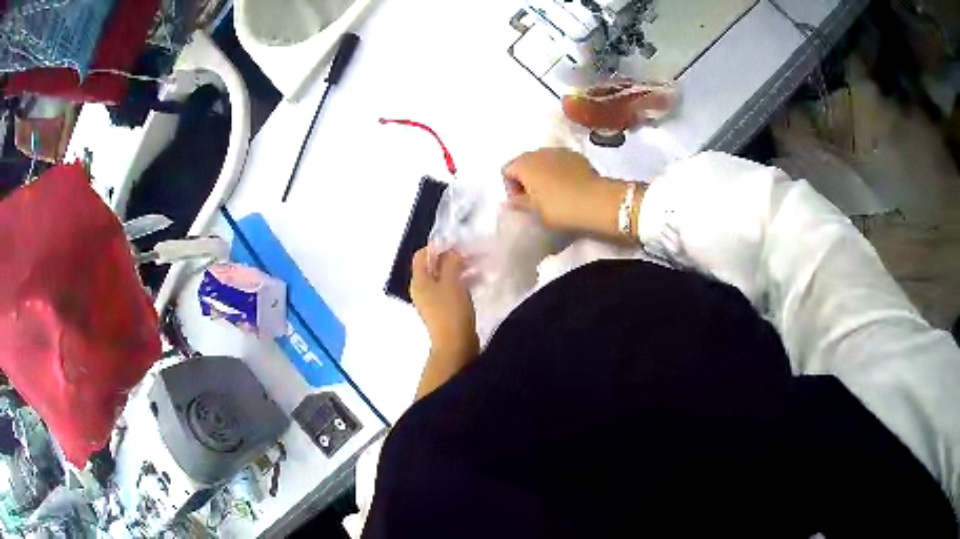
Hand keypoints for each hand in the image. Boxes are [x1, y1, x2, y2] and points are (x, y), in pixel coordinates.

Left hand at [410, 247, 477, 359]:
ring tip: (481, 266)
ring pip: (445, 278)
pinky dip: (463, 283)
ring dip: (461, 270)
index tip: (457, 244)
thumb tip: (452, 251)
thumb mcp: (452, 281)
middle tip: (473, 254)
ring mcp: (433, 302)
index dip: (438, 246)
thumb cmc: (451, 311)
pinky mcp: (445, 311)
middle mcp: (422, 290)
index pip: (422, 255)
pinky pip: (452, 291)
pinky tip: (479, 282)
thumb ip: (450, 262)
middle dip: (453, 258)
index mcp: (419, 281)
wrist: (455, 345)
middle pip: (434, 267)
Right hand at [503, 148, 628, 235]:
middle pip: (526, 163)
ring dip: (545, 175)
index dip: (511, 188)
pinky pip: (562, 163)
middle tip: (537, 201)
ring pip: (545, 162)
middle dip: (528, 180)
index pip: (507, 171)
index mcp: (523, 163)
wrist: (596, 202)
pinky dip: (561, 173)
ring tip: (555, 195)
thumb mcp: (534, 211)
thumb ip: (518, 203)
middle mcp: (539, 151)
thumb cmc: (559, 208)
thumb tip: (507, 202)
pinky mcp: (578, 156)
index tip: (523, 204)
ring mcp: (560, 151)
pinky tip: (570, 188)